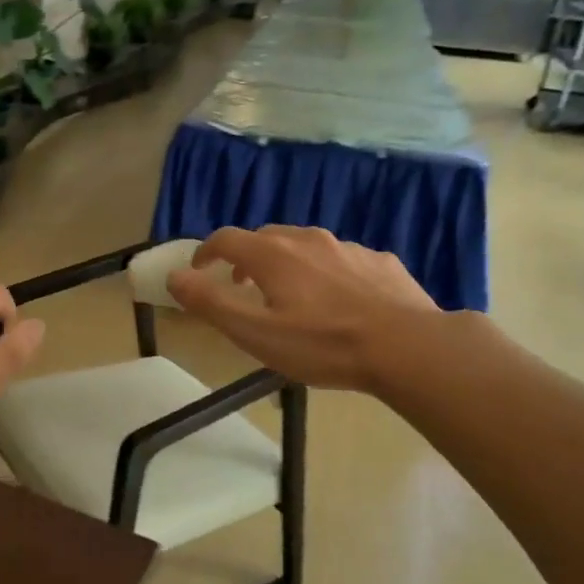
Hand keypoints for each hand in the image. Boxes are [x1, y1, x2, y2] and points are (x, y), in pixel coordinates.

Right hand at [167, 226, 437, 390]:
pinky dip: (326, 274)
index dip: (206, 252)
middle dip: (246, 258)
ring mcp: (347, 248)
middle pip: (265, 238)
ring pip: (305, 247)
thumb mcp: (255, 333)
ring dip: (286, 265)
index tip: (199, 271)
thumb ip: (210, 303)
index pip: (227, 239)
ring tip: (289, 297)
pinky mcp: (380, 262)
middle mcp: (308, 240)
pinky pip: (341, 260)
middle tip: (242, 288)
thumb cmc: (323, 344)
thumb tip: (175, 276)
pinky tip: (338, 302)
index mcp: (273, 255)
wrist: (408, 346)